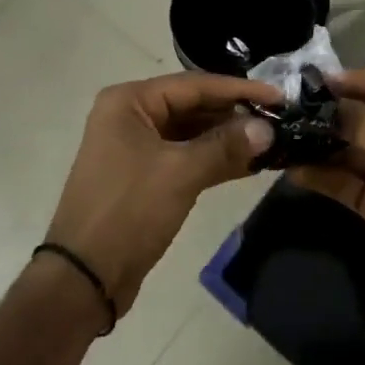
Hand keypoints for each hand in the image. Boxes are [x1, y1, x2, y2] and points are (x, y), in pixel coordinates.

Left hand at [43, 72, 277, 318]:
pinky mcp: (145, 176)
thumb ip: (225, 146)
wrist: (84, 279)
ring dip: (228, 139)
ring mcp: (136, 147)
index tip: (279, 96)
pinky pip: (186, 157)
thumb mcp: (180, 173)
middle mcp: (131, 116)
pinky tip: (249, 165)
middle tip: (279, 121)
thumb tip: (268, 128)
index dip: (239, 90)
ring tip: (272, 142)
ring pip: (192, 134)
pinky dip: (214, 160)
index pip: (194, 85)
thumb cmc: (128, 212)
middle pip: (193, 106)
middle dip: (235, 115)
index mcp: (129, 102)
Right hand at [290, 61, 364, 334]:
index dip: (360, 77)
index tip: (324, 86)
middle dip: (333, 108)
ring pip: (348, 145)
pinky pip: (339, 179)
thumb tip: (327, 101)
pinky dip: (318, 173)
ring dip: (319, 140)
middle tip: (292, 107)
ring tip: (286, 135)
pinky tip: (292, 168)